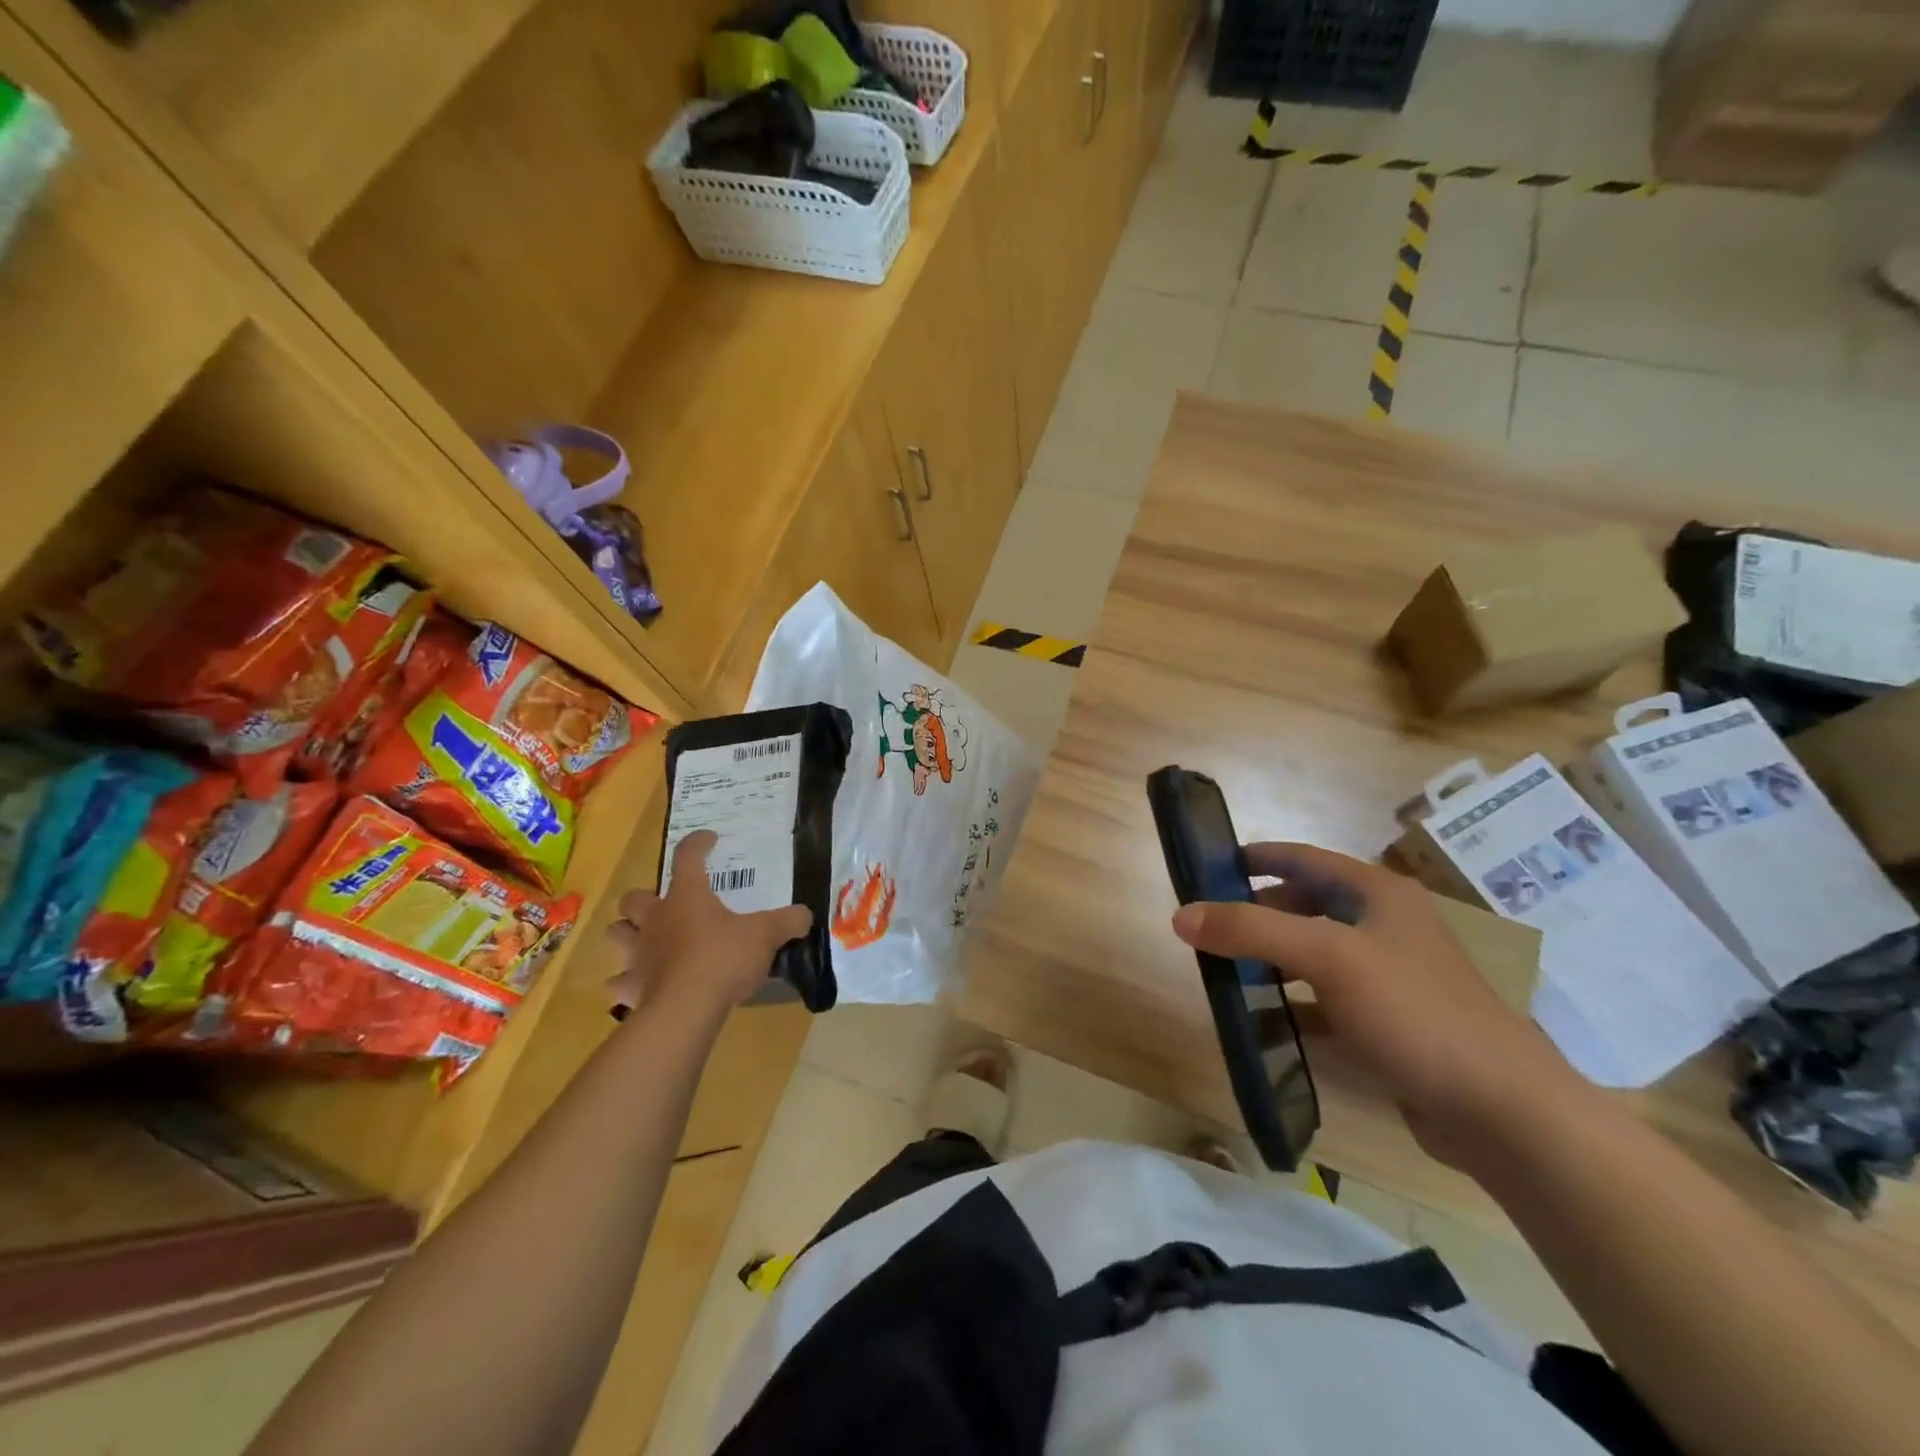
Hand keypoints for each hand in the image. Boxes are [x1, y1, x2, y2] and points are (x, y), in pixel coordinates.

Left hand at [605, 831, 812, 1022]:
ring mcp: (639, 953)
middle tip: (666, 905)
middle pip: (634, 898)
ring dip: (628, 934)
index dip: (697, 844)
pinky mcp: (632, 986)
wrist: (686, 1008)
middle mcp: (656, 919)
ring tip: (647, 941)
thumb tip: (805, 915)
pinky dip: (628, 982)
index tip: (709, 839)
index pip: (687, 857)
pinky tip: (643, 985)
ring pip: (617, 933)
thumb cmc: (724, 958)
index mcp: (687, 897)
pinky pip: (620, 981)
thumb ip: (787, 921)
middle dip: (645, 899)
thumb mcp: (766, 935)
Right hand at [1172, 843, 1588, 1173]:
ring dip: (1270, 958)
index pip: (1303, 857)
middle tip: (1209, 925)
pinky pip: (1325, 1000)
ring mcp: (1389, 975)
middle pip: (1305, 904)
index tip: (1209, 864)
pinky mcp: (1389, 1022)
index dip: (1257, 857)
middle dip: (1256, 912)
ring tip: (1223, 970)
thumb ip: (1251, 930)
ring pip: (1313, 953)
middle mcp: (1384, 925)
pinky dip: (1291, 1004)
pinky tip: (1261, 1023)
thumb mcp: (1326, 958)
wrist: (1503, 1112)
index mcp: (1376, 894)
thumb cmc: (1414, 1012)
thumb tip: (1181, 915)